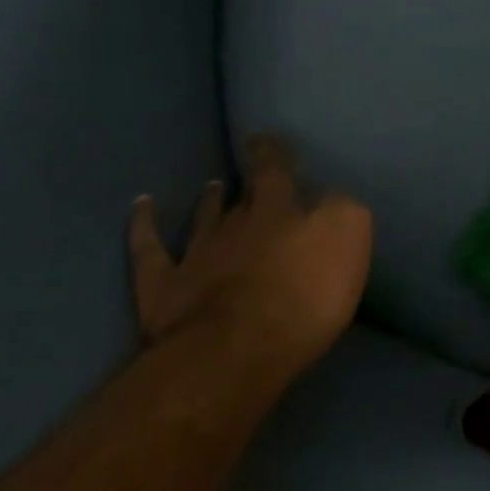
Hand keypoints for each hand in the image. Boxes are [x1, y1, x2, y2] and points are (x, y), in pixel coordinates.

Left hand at [129, 135, 371, 389]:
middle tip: (250, 161)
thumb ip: (341, 212)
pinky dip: (144, 225)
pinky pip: (149, 248)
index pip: (278, 172)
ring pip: (203, 219)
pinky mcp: (163, 287)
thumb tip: (330, 202)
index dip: (275, 154)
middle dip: (249, 178)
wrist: (235, 351)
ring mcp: (196, 255)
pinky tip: (141, 207)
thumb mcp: (348, 241)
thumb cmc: (304, 298)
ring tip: (212, 185)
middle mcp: (237, 225)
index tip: (269, 139)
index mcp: (281, 213)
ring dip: (209, 201)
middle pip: (244, 196)